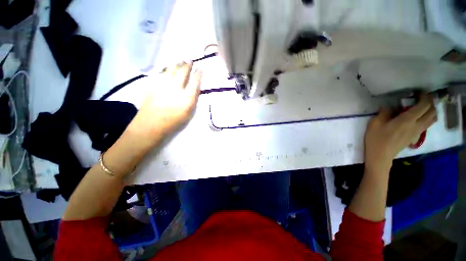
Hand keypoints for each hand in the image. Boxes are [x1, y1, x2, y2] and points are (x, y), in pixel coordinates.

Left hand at [129, 62, 201, 142]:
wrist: (152, 123)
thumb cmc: (173, 120)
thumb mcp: (188, 113)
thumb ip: (193, 100)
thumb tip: (195, 89)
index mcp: (187, 97)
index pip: (195, 82)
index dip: (198, 74)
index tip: (200, 68)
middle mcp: (176, 88)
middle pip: (183, 72)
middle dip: (187, 65)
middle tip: (190, 60)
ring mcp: (163, 84)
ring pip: (171, 70)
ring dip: (177, 64)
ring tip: (180, 61)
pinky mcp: (154, 84)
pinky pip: (162, 73)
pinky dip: (167, 69)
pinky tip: (168, 69)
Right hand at [364, 93, 436, 173]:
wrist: (380, 156)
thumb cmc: (376, 139)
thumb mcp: (374, 124)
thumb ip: (383, 113)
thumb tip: (388, 107)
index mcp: (407, 120)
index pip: (423, 105)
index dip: (423, 97)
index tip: (417, 93)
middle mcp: (416, 125)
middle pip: (432, 111)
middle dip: (429, 102)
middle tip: (420, 98)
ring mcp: (417, 131)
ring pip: (432, 118)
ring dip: (431, 110)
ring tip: (422, 106)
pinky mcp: (415, 136)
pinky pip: (427, 124)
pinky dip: (427, 117)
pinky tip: (417, 117)